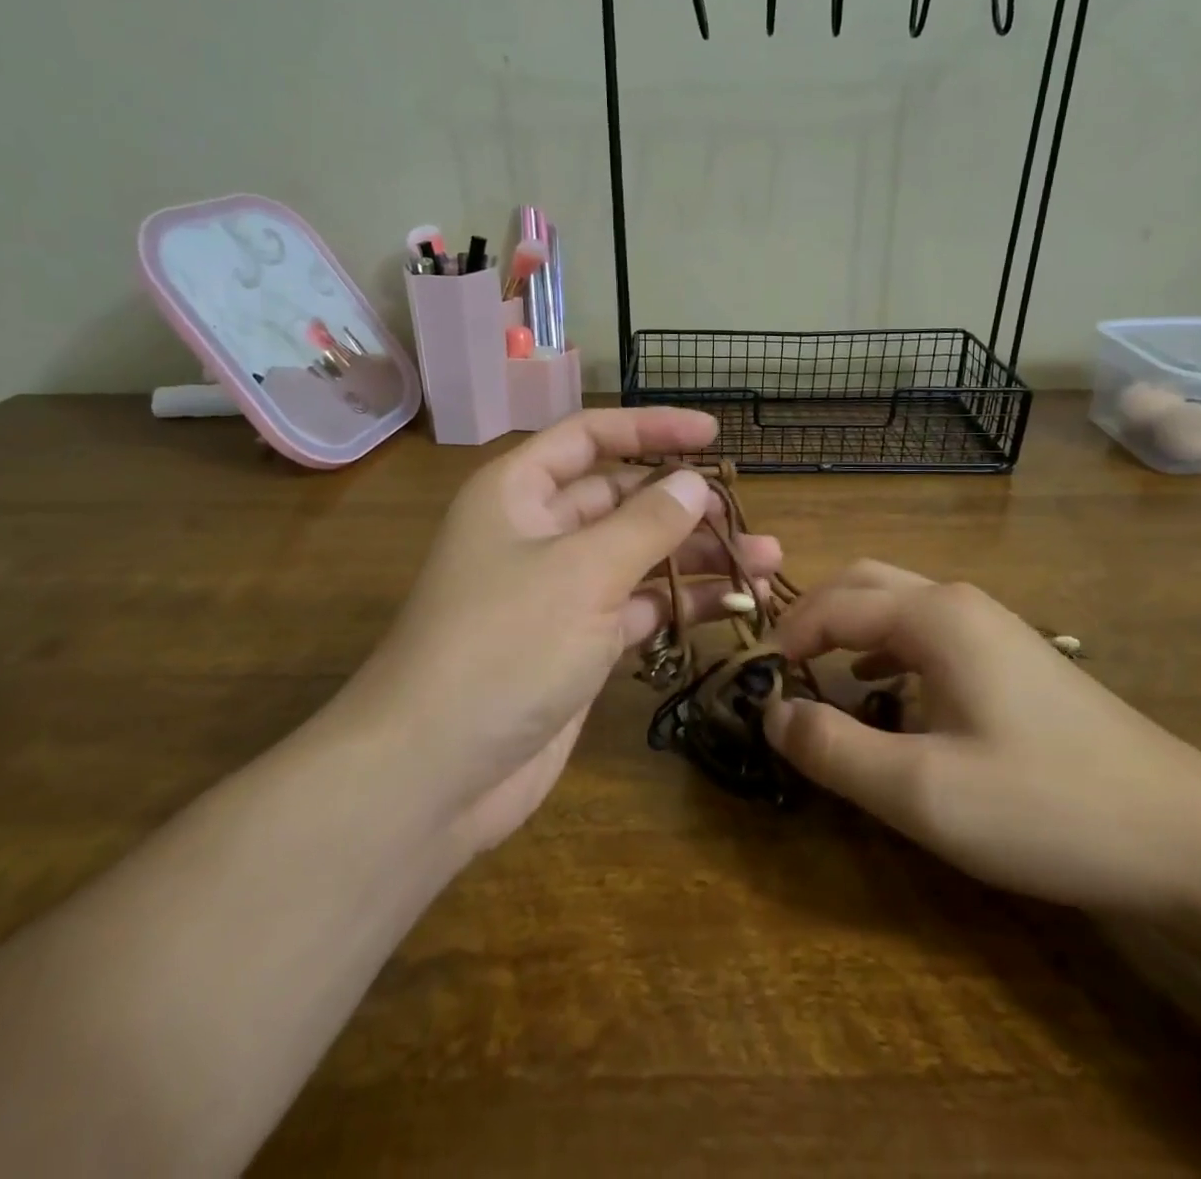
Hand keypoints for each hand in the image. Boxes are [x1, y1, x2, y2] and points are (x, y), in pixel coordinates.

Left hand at [347, 408, 780, 854]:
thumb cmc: (504, 646)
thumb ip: (646, 523)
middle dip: (683, 504)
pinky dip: (679, 604)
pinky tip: (732, 606)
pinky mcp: (576, 643)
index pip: (590, 437)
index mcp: (519, 492)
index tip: (713, 434)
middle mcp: (537, 532)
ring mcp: (557, 591)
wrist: (436, 772)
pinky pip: (636, 607)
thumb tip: (693, 483)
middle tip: (746, 516)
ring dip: (694, 556)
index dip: (651, 428)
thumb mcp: (582, 572)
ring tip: (764, 562)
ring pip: (635, 555)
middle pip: (620, 498)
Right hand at [762, 561, 1200, 918]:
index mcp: (933, 616)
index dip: (784, 639)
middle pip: (863, 584)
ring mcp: (993, 626)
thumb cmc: (1045, 806)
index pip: (832, 605)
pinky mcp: (1014, 657)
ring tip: (817, 673)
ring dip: (848, 628)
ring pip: (897, 603)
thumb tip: (772, 713)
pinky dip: (885, 647)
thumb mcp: (921, 790)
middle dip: (812, 616)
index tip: (755, 682)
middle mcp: (959, 603)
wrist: (1191, 837)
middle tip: (780, 667)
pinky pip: (927, 632)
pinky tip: (883, 689)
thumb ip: (833, 748)